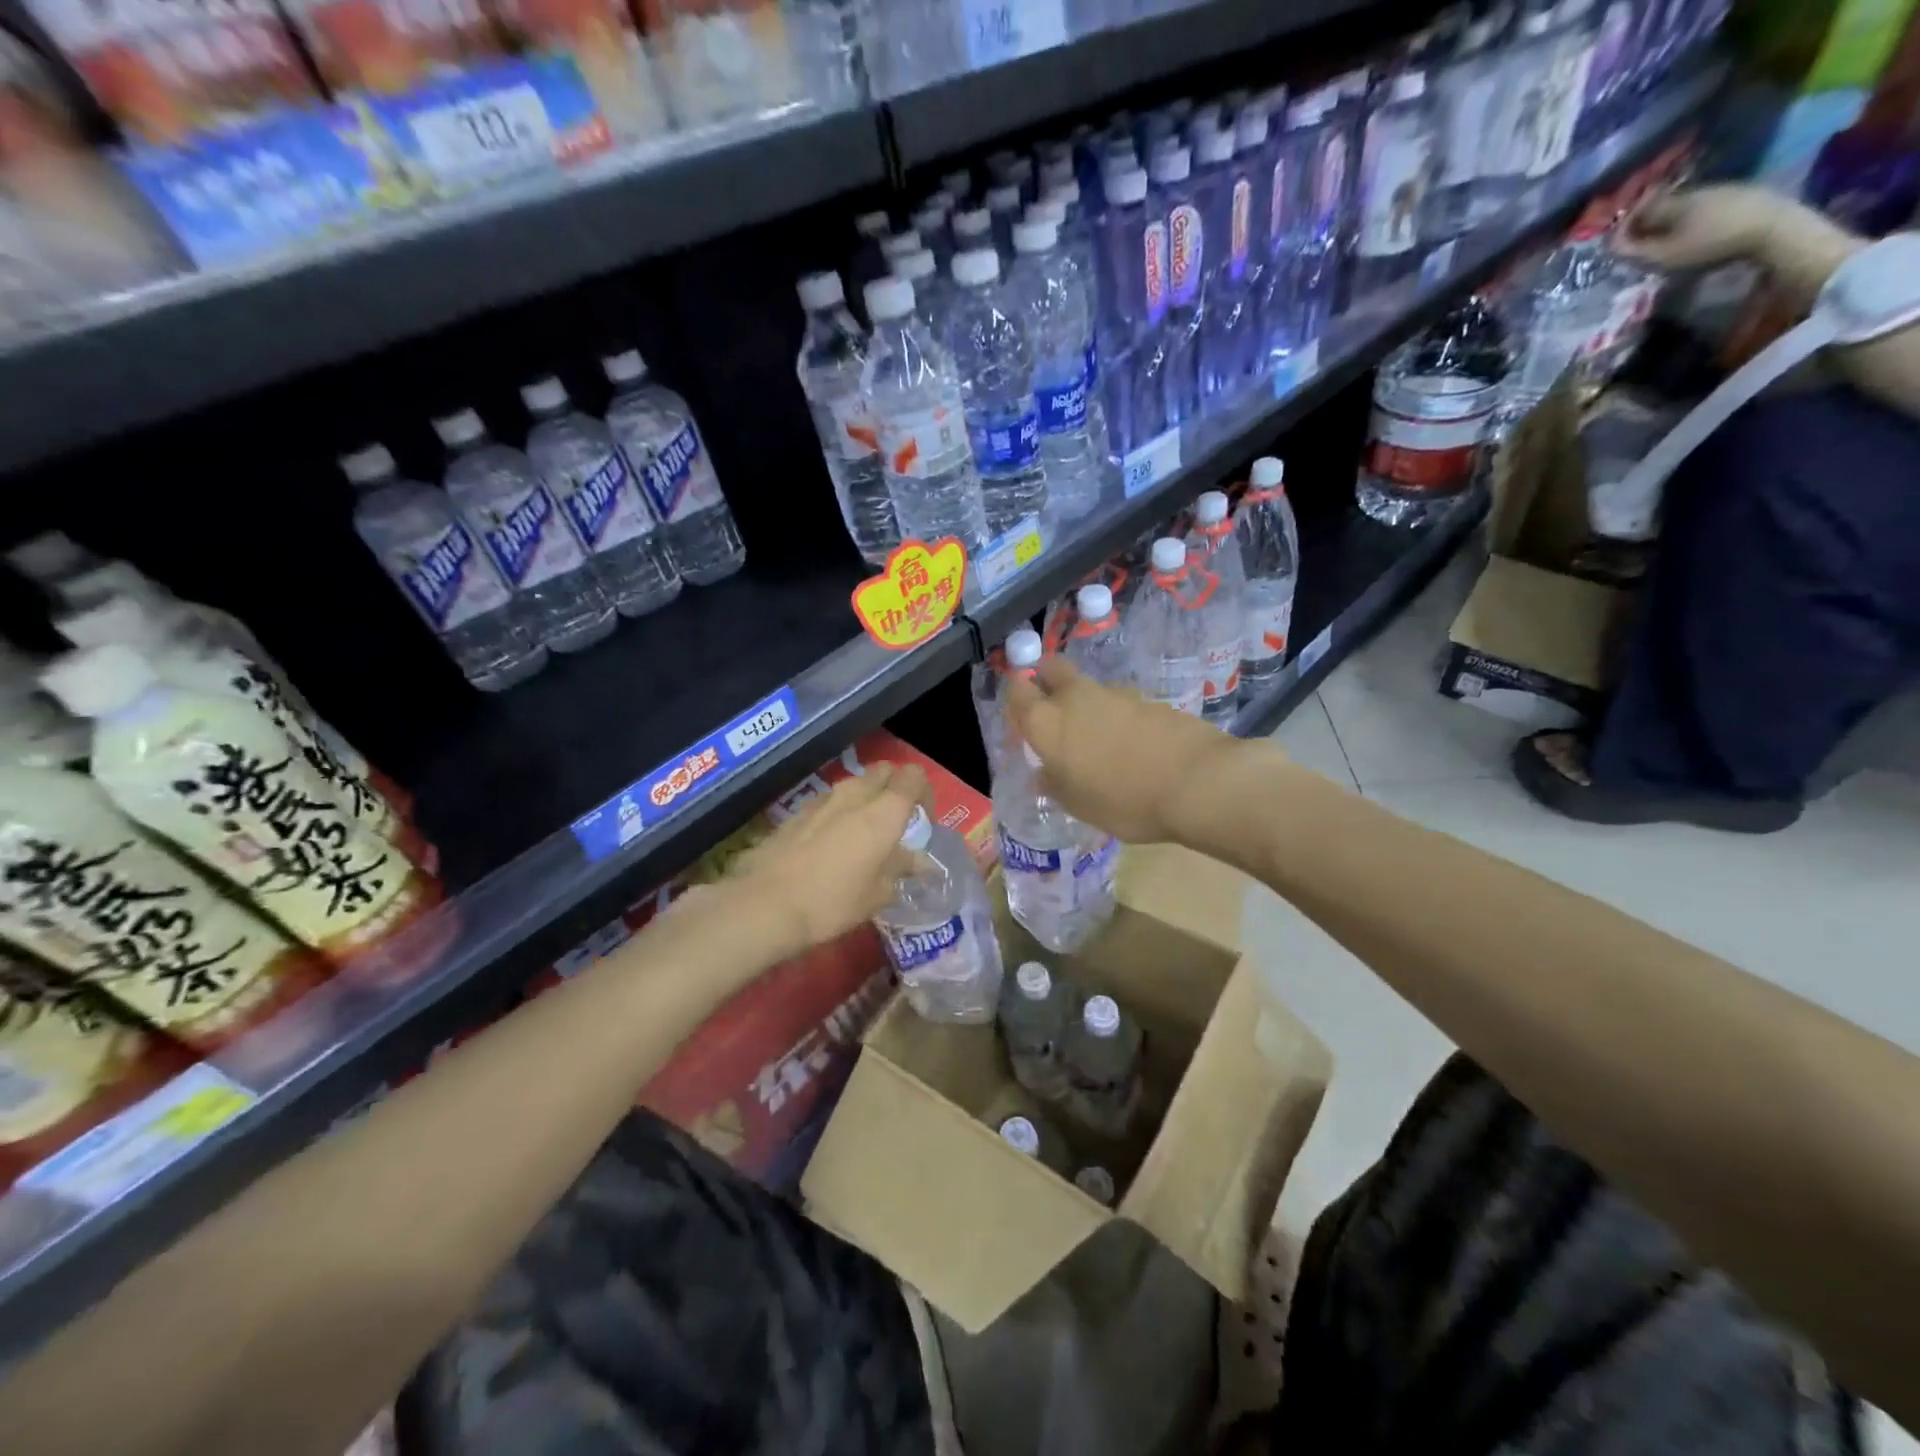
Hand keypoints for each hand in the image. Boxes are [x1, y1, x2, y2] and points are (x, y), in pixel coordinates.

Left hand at [723, 763, 928, 954]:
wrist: (765, 904)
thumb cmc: (834, 901)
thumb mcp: (878, 894)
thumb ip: (901, 869)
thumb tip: (919, 862)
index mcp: (885, 811)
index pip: (914, 776)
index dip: (923, 792)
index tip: (922, 820)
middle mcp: (855, 795)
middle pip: (883, 771)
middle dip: (894, 788)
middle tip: (895, 821)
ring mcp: (822, 800)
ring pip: (853, 785)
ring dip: (864, 799)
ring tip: (863, 834)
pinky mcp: (796, 813)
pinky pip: (828, 802)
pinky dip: (837, 812)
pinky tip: (830, 843)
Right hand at [1005, 657, 1244, 843]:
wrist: (1197, 782)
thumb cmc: (1124, 800)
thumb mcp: (1078, 805)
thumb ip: (1056, 784)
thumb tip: (1045, 773)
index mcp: (1048, 722)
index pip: (1017, 692)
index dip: (1016, 700)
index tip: (1021, 720)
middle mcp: (1076, 698)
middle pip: (1051, 669)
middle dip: (1045, 681)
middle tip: (1052, 710)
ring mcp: (1116, 694)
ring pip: (1088, 688)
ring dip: (1086, 705)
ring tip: (1099, 743)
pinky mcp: (1149, 700)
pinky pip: (1121, 704)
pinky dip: (1118, 718)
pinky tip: (1132, 747)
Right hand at [1613, 184, 1781, 271]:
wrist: (1773, 228)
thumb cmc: (1711, 244)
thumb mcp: (1664, 255)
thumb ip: (1635, 251)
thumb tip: (1612, 244)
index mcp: (1675, 203)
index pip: (1640, 209)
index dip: (1625, 226)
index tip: (1616, 243)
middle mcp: (1697, 190)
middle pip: (1665, 205)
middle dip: (1649, 222)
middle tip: (1640, 243)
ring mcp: (1723, 189)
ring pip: (1687, 205)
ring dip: (1673, 221)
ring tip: (1668, 240)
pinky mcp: (1745, 195)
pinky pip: (1709, 206)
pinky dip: (1695, 219)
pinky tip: (1698, 232)